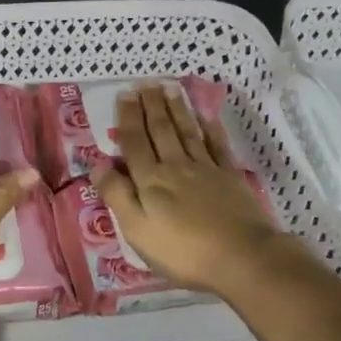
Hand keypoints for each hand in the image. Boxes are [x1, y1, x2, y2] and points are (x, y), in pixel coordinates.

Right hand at [92, 86, 308, 295]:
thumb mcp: (137, 229)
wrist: (241, 257)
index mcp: (150, 180)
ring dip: (177, 110)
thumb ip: (117, 195)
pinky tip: (206, 117)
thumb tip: (98, 165)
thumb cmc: (182, 251)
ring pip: (188, 132)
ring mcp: (207, 169)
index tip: (125, 94)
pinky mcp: (231, 178)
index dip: (128, 118)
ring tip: (170, 89)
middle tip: (146, 83)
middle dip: (152, 106)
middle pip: (161, 131)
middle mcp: (176, 166)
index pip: (135, 143)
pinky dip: (210, 129)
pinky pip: (217, 146)